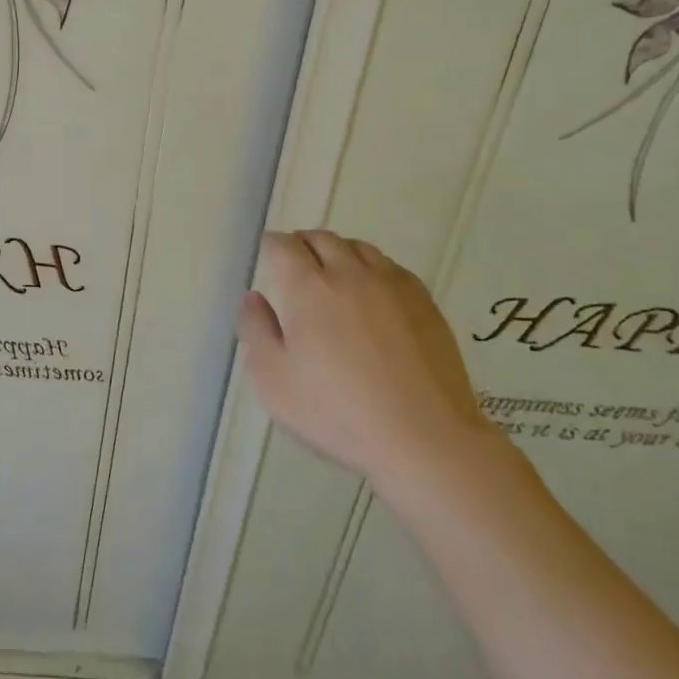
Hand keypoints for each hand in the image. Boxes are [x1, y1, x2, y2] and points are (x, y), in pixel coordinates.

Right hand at [237, 231, 501, 492]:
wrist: (425, 438)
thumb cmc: (337, 412)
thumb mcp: (273, 380)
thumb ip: (256, 331)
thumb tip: (253, 297)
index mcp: (308, 287)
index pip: (284, 246)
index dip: (271, 245)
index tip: (267, 254)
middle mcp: (349, 274)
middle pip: (322, 239)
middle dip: (303, 244)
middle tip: (296, 263)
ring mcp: (391, 285)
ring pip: (359, 248)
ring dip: (339, 252)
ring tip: (334, 273)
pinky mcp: (425, 303)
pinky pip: (392, 267)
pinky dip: (373, 268)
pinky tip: (373, 293)